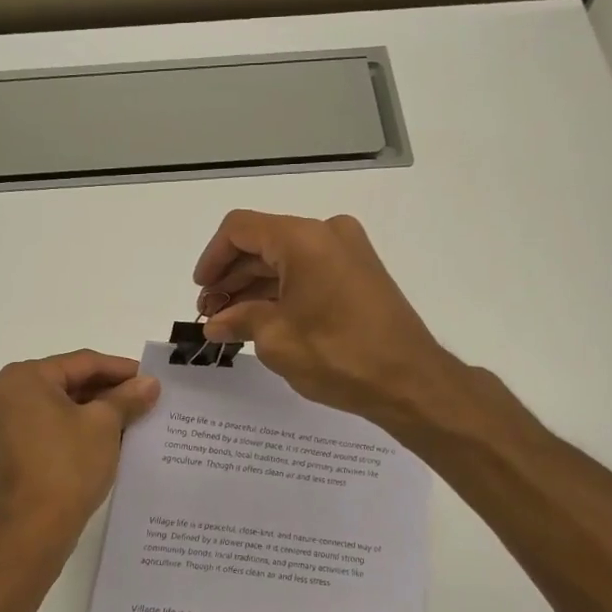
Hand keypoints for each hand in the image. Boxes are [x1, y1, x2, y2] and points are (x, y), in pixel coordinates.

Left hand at [0, 350, 160, 548]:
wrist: (35, 527)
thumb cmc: (68, 465)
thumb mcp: (104, 425)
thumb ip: (127, 397)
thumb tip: (149, 383)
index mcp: (24, 377)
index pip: (82, 362)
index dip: (121, 369)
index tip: (150, 378)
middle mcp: (6, 393)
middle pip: (69, 382)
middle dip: (108, 391)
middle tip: (144, 399)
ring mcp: (3, 423)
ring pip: (60, 406)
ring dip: (95, 411)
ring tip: (132, 418)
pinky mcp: (9, 449)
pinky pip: (49, 426)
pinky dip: (76, 428)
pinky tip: (107, 437)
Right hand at [194, 210, 459, 427]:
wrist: (411, 381)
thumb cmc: (338, 355)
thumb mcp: (276, 339)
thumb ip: (239, 320)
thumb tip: (215, 322)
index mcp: (303, 239)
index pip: (240, 229)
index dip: (212, 258)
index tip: (201, 291)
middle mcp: (327, 233)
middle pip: (263, 242)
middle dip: (231, 277)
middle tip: (211, 314)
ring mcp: (348, 251)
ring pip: (285, 258)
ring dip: (254, 286)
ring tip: (231, 322)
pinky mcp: (359, 272)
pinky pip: (309, 270)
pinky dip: (282, 290)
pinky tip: (262, 319)